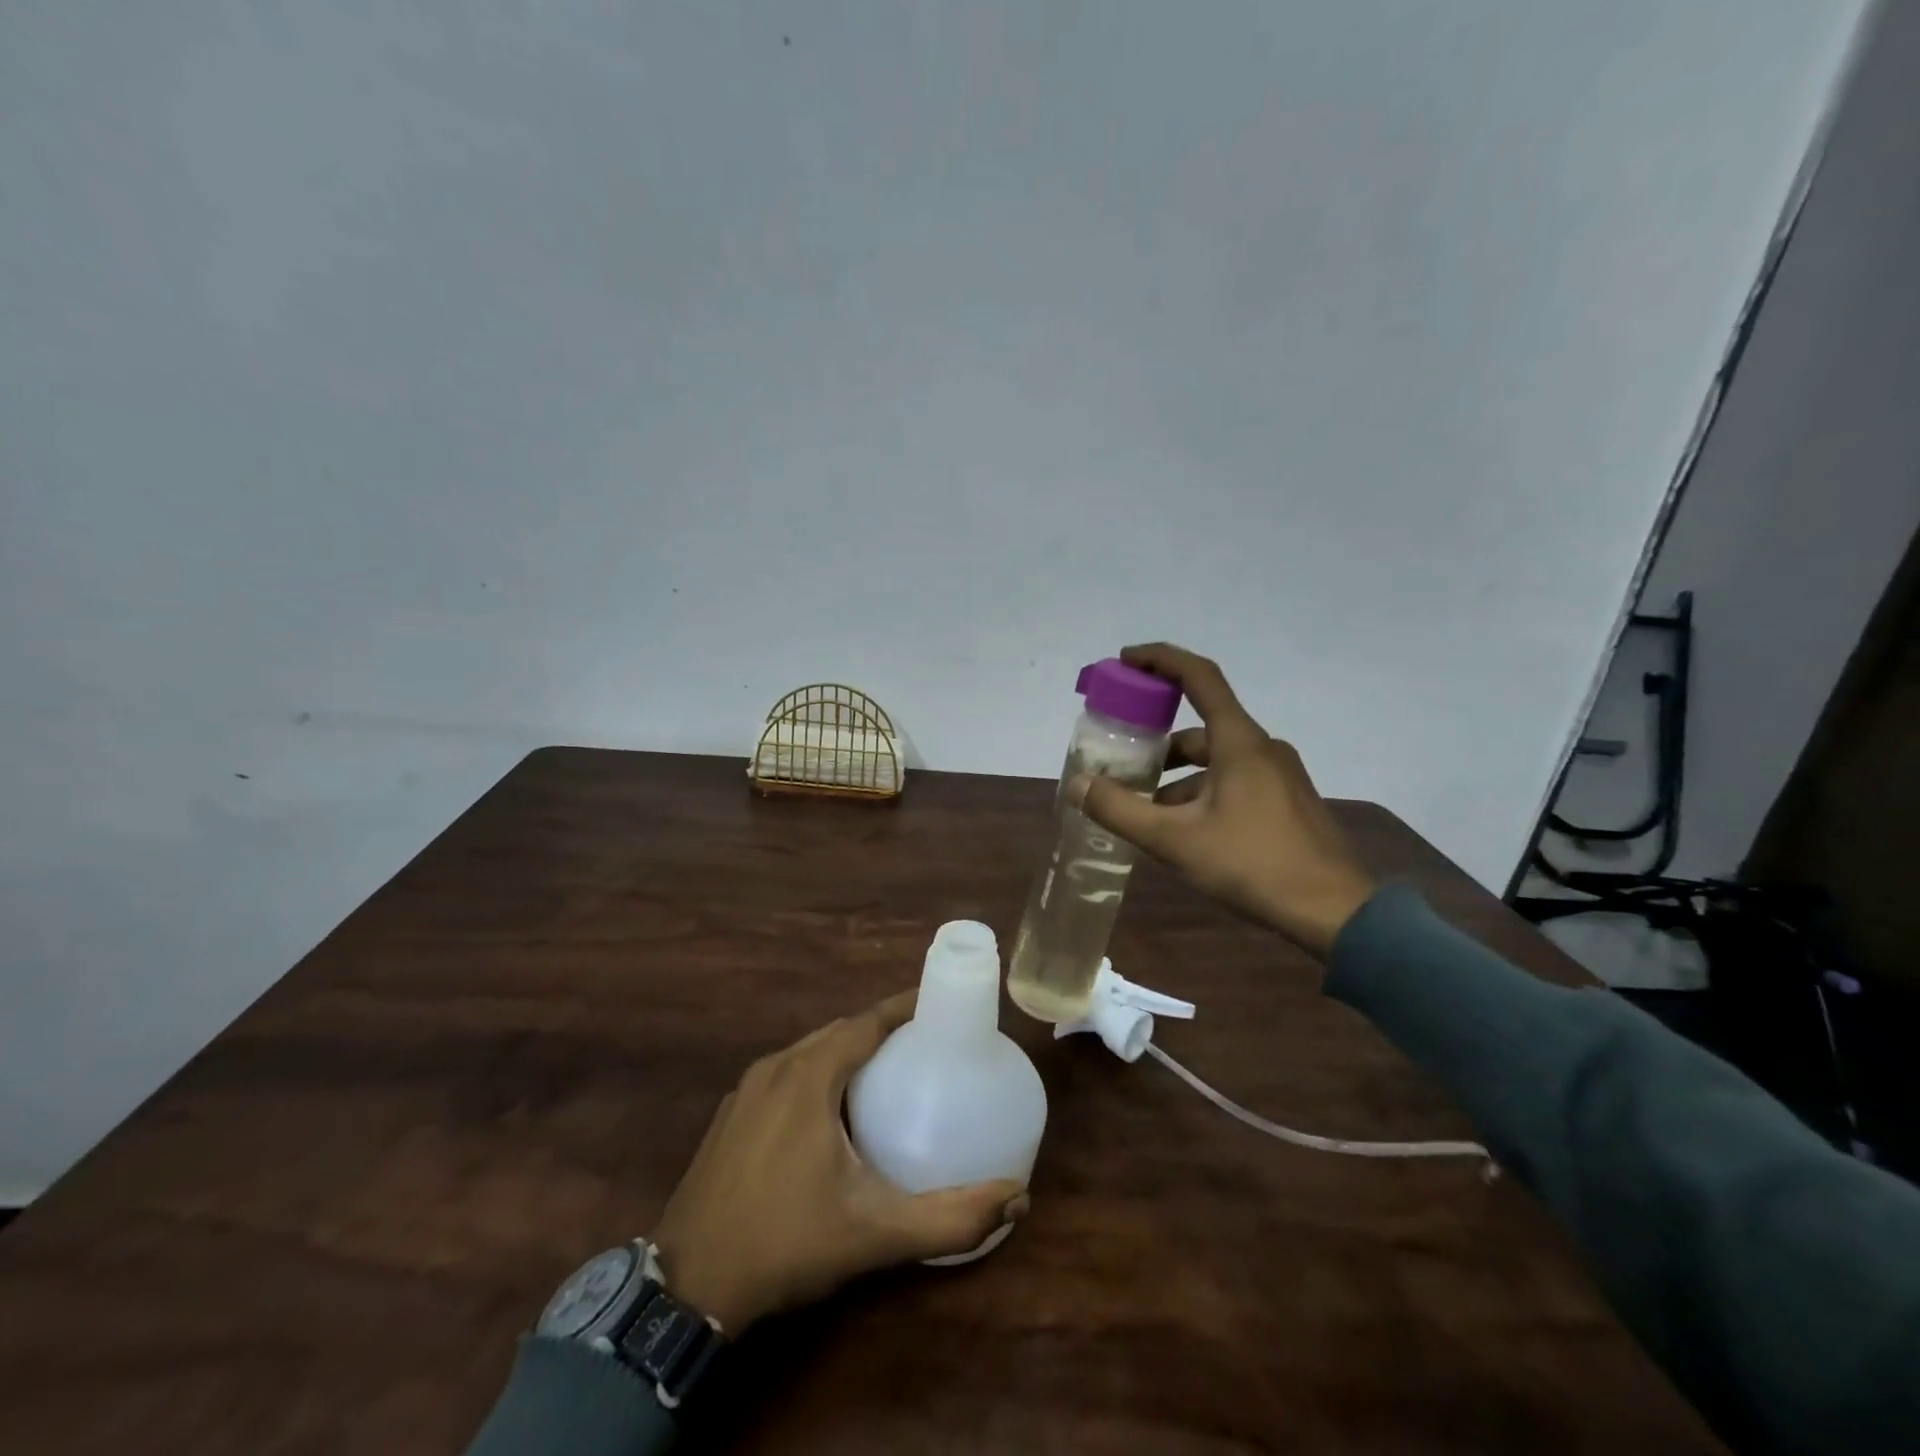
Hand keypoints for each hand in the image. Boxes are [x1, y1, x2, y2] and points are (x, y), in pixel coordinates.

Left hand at [651, 992, 1028, 1333]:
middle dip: (881, 1029)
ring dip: (847, 1050)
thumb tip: (1017, 1197)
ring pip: (809, 1050)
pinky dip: (817, 1072)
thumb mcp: (874, 1234)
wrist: (686, 1287)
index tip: (940, 1004)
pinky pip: (785, 1073)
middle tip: (923, 1044)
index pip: (866, 1022)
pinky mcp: (730, 1114)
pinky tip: (831, 1110)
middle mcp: (776, 1068)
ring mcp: (747, 1090)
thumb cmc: (785, 1243)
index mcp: (809, 1076)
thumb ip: (949, 1218)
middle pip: (839, 1032)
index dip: (904, 1007)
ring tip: (887, 1071)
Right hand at [1076, 643, 1377, 959]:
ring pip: (1216, 760)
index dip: (1160, 659)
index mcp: (1239, 742)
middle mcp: (1261, 748)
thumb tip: (1077, 784)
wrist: (1334, 912)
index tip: (1125, 660)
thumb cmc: (1252, 864)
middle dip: (1157, 739)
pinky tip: (1182, 830)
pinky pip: (1233, 781)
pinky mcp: (1286, 801)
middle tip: (1121, 757)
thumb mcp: (1175, 840)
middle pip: (1200, 726)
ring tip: (1143, 807)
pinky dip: (1201, 792)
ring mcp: (1279, 775)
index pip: (1199, 676)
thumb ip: (1120, 810)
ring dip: (1177, 775)